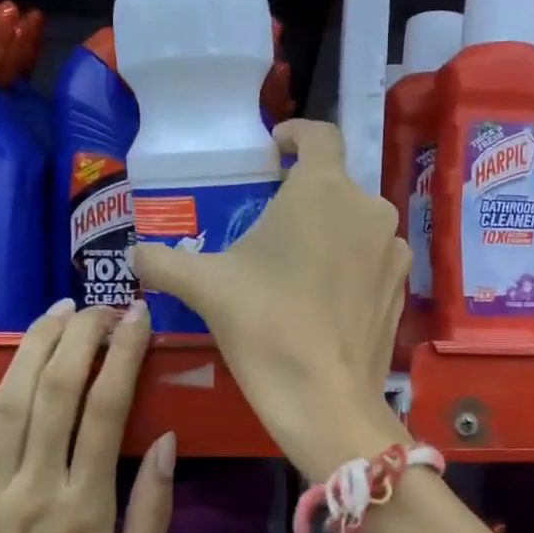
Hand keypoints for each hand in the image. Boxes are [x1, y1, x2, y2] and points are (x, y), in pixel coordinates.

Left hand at [0, 299, 174, 532]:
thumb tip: (164, 439)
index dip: (124, 354)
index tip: (138, 316)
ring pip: (8, 401)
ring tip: (59, 309)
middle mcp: (32, 490)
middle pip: (55, 391)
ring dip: (35, 345)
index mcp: (84, 510)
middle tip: (102, 306)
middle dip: (81, 336)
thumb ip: (150, 512)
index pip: (106, 409)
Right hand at [132, 120, 409, 479]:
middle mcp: (368, 208)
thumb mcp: (206, 287)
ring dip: (329, 230)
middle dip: (303, 195)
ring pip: (356, 222)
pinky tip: (324, 294)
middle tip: (270, 223)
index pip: (319, 134)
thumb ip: (163, 261)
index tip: (275, 149)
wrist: (324, 399)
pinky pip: (372, 257)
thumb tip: (132, 254)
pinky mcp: (401, 286)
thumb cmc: (264, 325)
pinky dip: (350, 262)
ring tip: (296, 263)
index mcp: (323, 188)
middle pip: (334, 184)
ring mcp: (391, 249)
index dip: (295, 134)